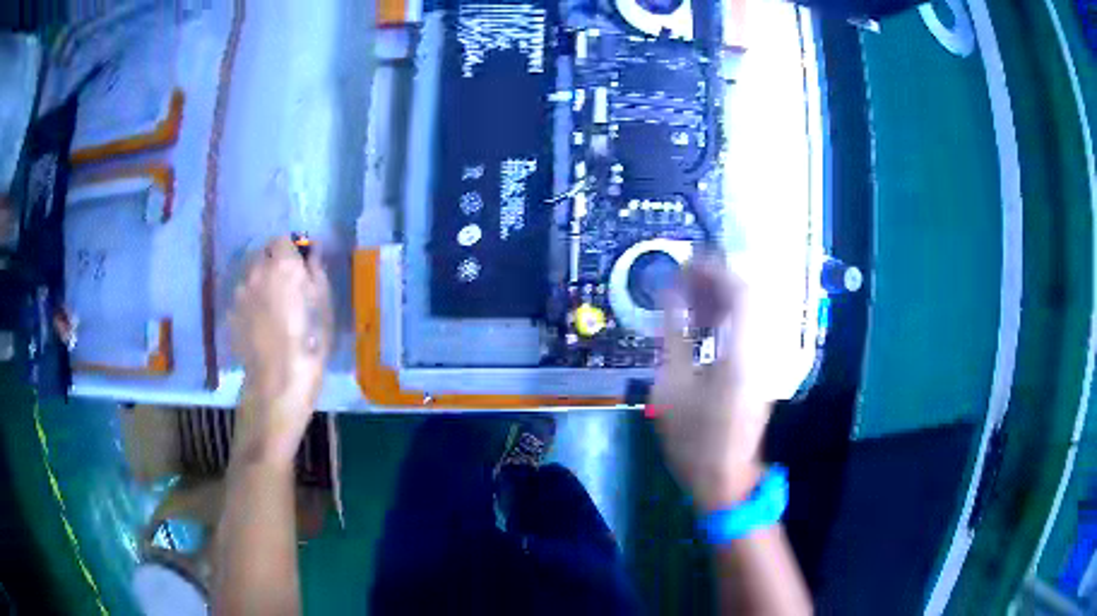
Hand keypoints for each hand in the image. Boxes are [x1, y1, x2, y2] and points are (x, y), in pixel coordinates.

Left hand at [229, 237, 332, 464]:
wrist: (275, 386)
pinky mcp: (231, 313)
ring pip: (252, 275)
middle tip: (289, 288)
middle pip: (264, 254)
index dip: (292, 251)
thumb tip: (313, 255)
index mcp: (283, 266)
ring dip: (262, 282)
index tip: (301, 267)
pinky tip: (261, 324)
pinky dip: (252, 301)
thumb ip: (317, 276)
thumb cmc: (309, 348)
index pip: (283, 239)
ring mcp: (240, 292)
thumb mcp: (325, 311)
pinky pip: (243, 296)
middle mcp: (257, 271)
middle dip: (276, 264)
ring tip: (273, 308)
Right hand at [651, 255, 772, 512]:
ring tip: (687, 299)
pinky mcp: (763, 367)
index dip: (713, 269)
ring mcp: (766, 358)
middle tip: (682, 281)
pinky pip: (749, 326)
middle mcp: (762, 348)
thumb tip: (671, 294)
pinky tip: (703, 323)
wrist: (725, 478)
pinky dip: (727, 315)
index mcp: (742, 352)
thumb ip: (673, 333)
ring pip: (751, 308)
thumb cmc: (694, 439)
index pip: (740, 290)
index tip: (684, 265)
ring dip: (720, 295)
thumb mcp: (672, 386)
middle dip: (715, 278)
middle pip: (749, 293)